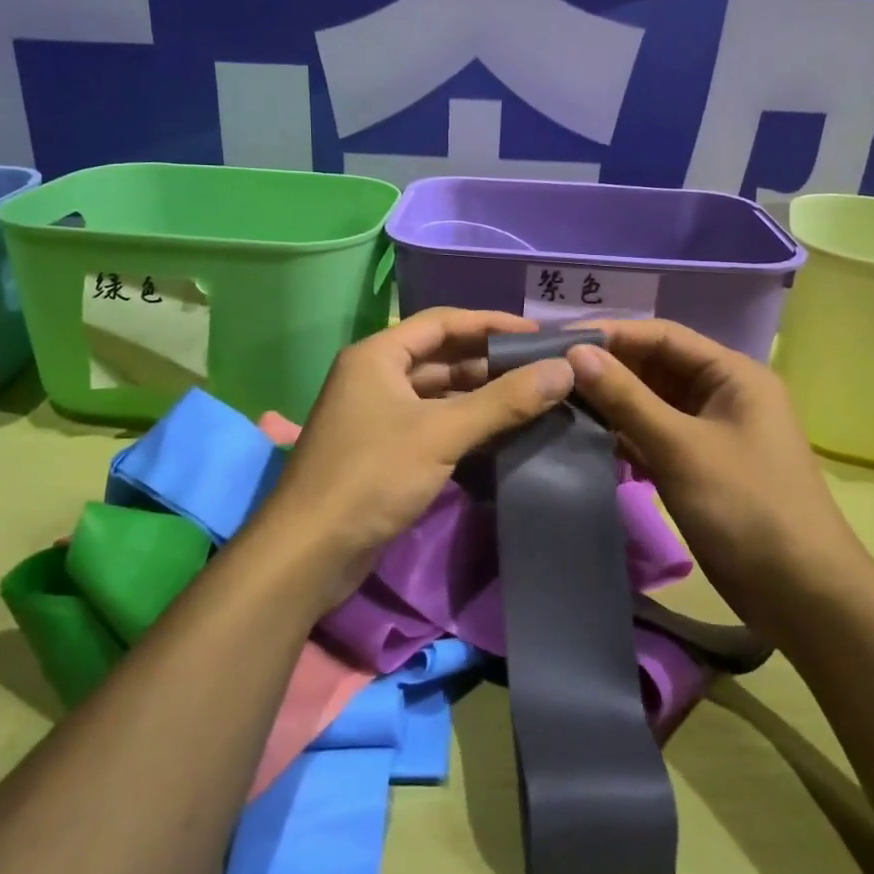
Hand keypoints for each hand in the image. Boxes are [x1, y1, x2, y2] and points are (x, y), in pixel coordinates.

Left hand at [251, 308, 575, 605]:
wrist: (310, 551)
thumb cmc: (372, 476)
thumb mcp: (441, 433)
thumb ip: (503, 401)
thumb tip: (564, 370)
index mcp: (378, 355)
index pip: (443, 322)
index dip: (492, 323)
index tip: (538, 334)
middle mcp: (375, 376)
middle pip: (441, 356)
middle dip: (490, 361)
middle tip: (543, 367)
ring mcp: (377, 414)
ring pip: (438, 392)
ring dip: (480, 393)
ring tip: (533, 397)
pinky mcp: (383, 449)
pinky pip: (432, 422)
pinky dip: (464, 422)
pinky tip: (502, 431)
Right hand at [565, 320, 872, 637]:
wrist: (802, 596)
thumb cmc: (746, 507)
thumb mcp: (680, 447)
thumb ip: (626, 398)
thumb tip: (575, 352)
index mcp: (732, 375)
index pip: (662, 336)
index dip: (611, 335)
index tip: (559, 342)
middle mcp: (722, 394)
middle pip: (656, 367)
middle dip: (608, 369)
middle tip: (550, 374)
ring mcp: (711, 432)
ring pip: (652, 402)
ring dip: (612, 402)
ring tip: (557, 402)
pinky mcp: (700, 465)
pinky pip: (655, 435)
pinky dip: (624, 434)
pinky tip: (585, 436)